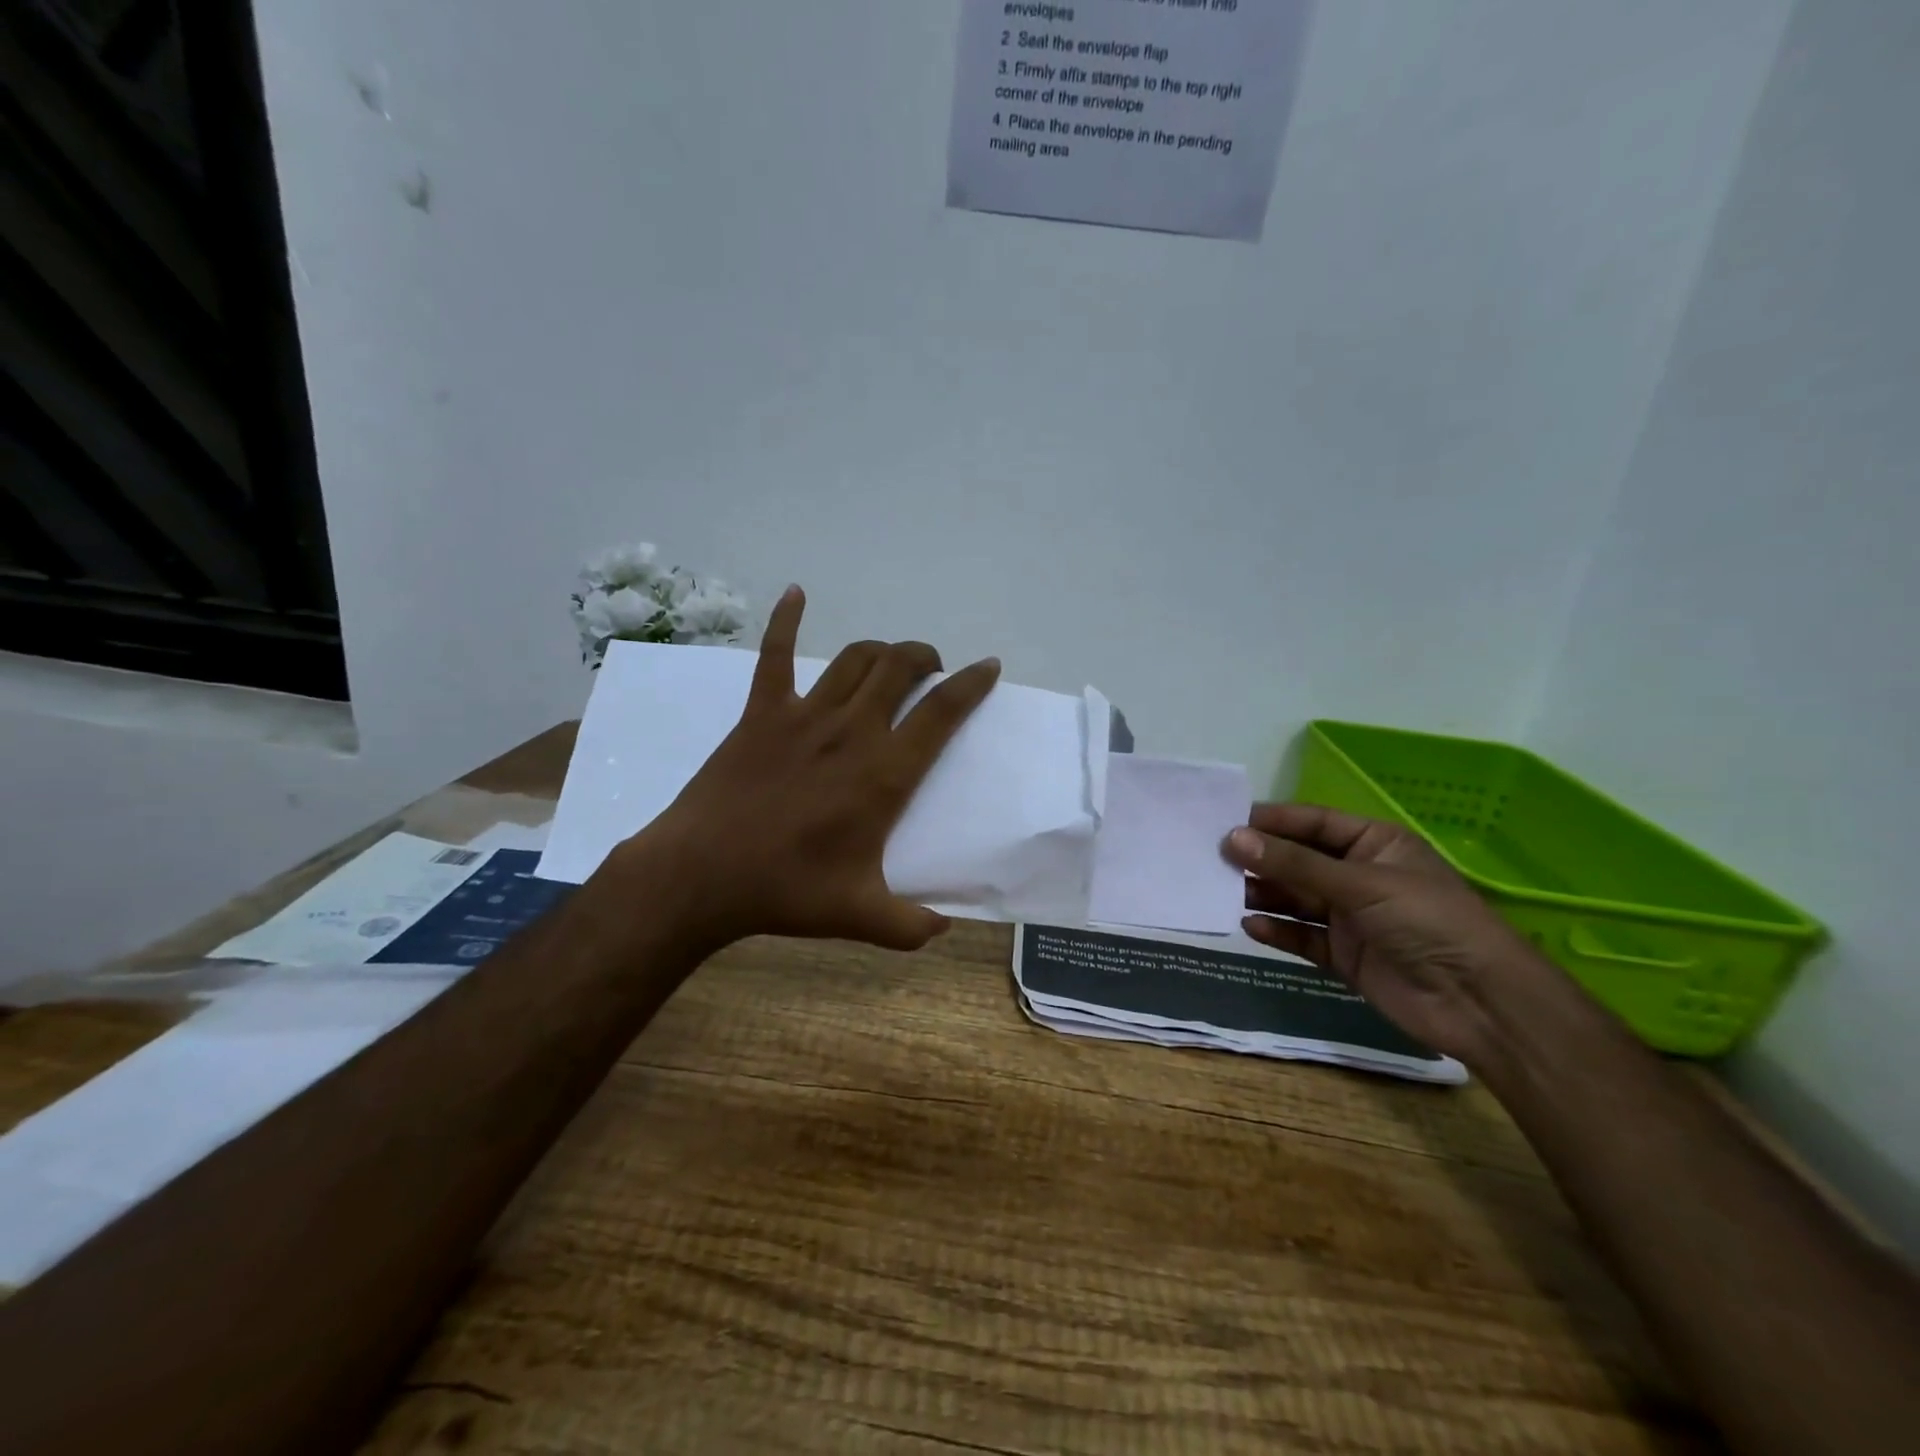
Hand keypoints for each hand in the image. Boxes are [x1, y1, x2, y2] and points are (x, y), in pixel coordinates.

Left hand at [620, 585, 1000, 952]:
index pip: (941, 712)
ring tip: (891, 660)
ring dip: (881, 650)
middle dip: (925, 657)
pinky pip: (774, 654)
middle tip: (931, 670)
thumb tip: (942, 930)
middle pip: (900, 668)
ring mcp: (803, 715)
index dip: (971, 685)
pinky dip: (785, 620)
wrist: (701, 875)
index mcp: (884, 772)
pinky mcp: (761, 713)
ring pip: (854, 659)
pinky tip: (795, 593)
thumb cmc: (785, 891)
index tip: (988, 667)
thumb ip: (910, 925)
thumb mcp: (859, 916)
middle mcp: (851, 730)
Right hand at [1222, 803, 1553, 1063]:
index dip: (1270, 822)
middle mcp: (1358, 876)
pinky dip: (1276, 931)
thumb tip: (1232, 839)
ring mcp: (1350, 917)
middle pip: (1298, 861)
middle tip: (1210, 858)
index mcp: (1373, 844)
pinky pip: (1301, 936)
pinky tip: (1249, 927)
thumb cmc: (1428, 921)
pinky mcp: (1343, 955)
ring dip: (1262, 894)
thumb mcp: (1360, 883)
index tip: (1224, 823)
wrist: (1480, 1003)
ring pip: (1294, 898)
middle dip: (1259, 859)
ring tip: (1219, 891)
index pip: (1312, 823)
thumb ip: (1294, 864)